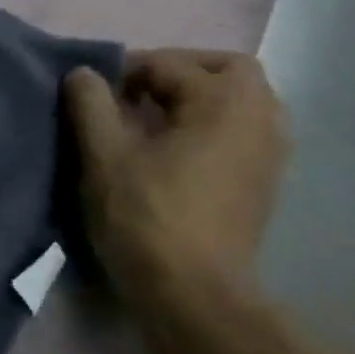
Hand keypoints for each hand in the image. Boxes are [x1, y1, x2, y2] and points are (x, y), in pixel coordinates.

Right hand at [64, 49, 288, 316]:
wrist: (192, 290)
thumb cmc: (144, 215)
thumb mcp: (103, 155)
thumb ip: (91, 105)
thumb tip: (84, 73)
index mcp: (223, 103)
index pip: (170, 63)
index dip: (124, 71)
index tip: (91, 93)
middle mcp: (260, 118)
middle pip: (227, 71)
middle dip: (177, 72)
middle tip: (132, 94)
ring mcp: (270, 152)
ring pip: (240, 101)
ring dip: (198, 99)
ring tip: (151, 121)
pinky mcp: (265, 181)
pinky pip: (243, 130)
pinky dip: (211, 125)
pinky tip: (174, 150)